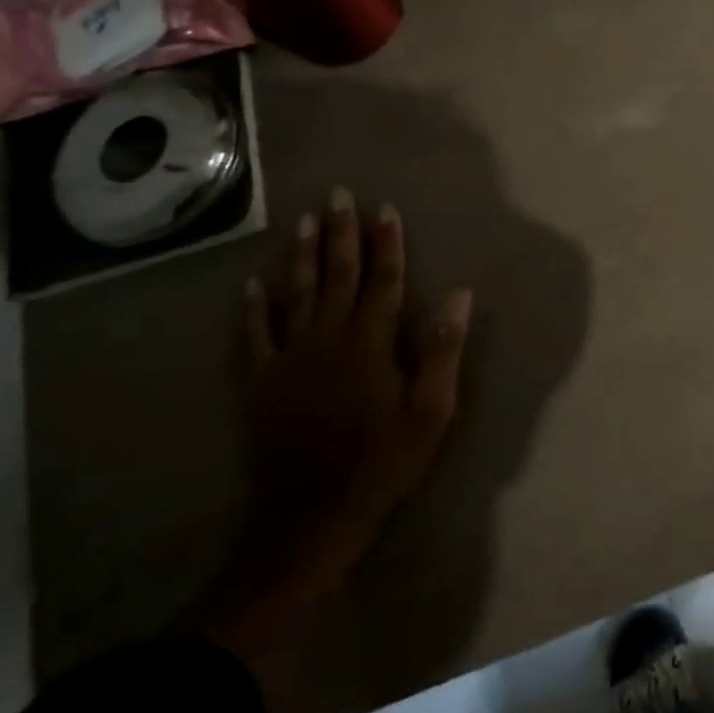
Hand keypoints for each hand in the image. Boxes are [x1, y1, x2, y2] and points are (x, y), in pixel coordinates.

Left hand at [234, 188, 472, 600]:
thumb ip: (443, 349)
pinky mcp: (260, 383)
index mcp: (371, 341)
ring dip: (301, 256)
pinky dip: (252, 309)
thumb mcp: (431, 410)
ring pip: (295, 294)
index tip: (385, 209)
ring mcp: (289, 358)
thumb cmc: (383, 461)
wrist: (313, 517)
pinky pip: (253, 337)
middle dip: (341, 233)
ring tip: (303, 221)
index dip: (386, 243)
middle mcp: (329, 337)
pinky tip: (252, 285)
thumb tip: (461, 294)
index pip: (383, 279)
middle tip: (337, 195)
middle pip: (337, 275)